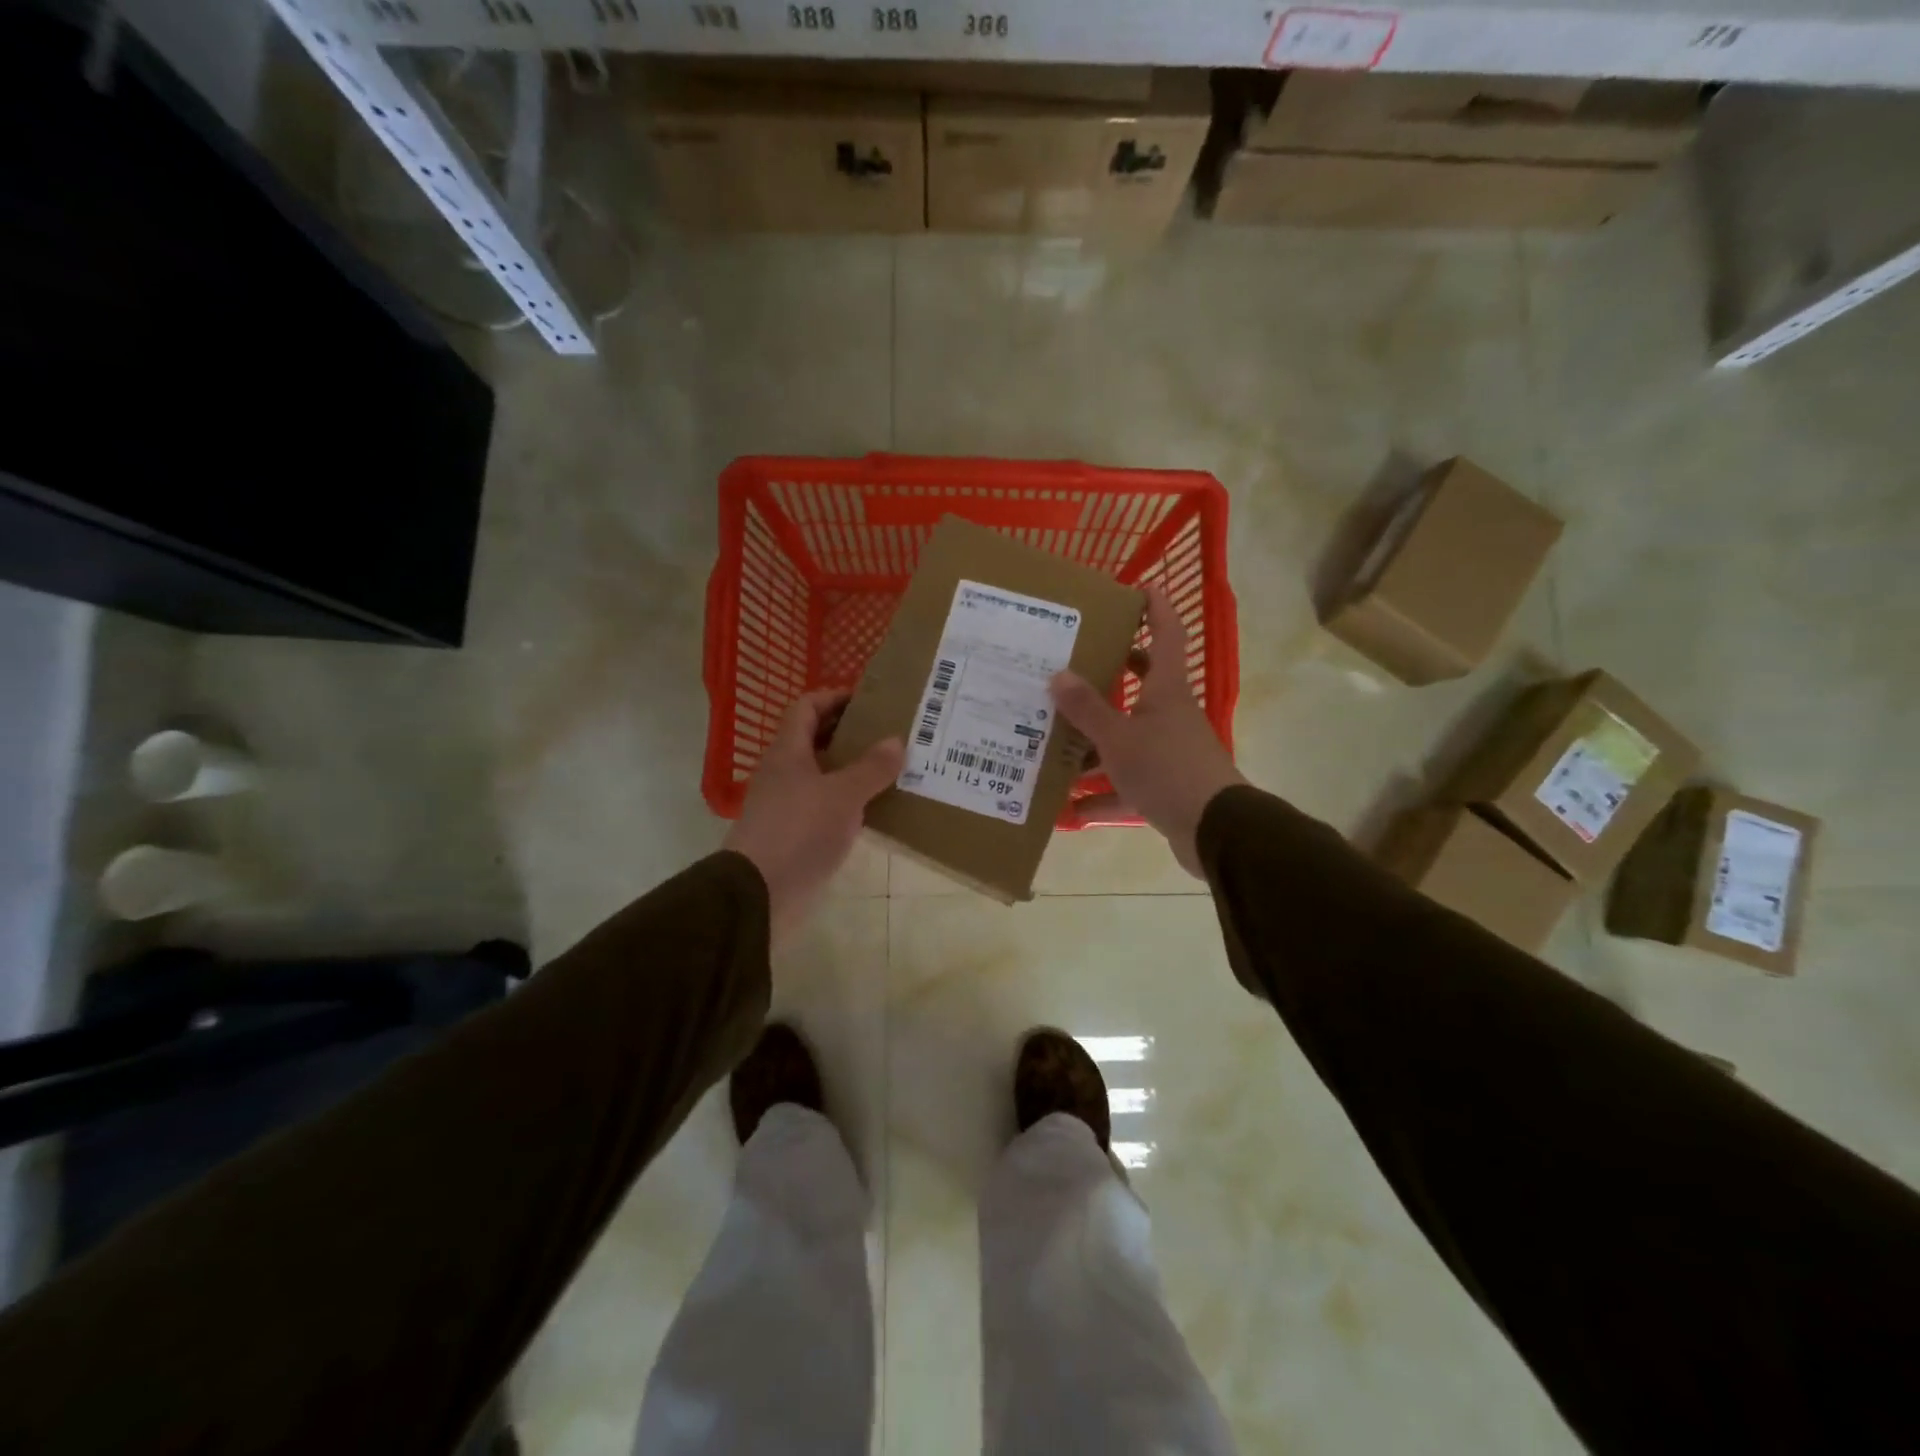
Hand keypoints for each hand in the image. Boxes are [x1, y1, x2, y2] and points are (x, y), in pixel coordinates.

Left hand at [724, 691, 903, 946]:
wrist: (759, 893)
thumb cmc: (799, 832)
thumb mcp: (843, 796)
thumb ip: (871, 768)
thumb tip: (896, 741)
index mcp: (788, 752)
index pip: (806, 707)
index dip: (834, 697)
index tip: (869, 701)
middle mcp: (784, 772)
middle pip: (815, 739)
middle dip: (850, 733)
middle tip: (889, 734)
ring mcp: (787, 804)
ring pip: (822, 774)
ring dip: (852, 769)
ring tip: (891, 769)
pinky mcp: (795, 833)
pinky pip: (826, 805)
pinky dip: (848, 801)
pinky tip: (875, 809)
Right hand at [1049, 588, 1244, 877]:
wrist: (1215, 829)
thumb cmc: (1167, 769)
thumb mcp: (1118, 738)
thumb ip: (1087, 709)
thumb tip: (1058, 674)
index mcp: (1165, 691)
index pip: (1166, 635)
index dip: (1156, 609)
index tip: (1139, 588)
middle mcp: (1170, 715)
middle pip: (1142, 685)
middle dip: (1111, 675)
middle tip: (1073, 666)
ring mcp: (1170, 752)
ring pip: (1128, 738)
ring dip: (1095, 743)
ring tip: (1054, 741)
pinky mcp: (1166, 787)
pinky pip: (1127, 783)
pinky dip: (1102, 793)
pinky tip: (1070, 806)